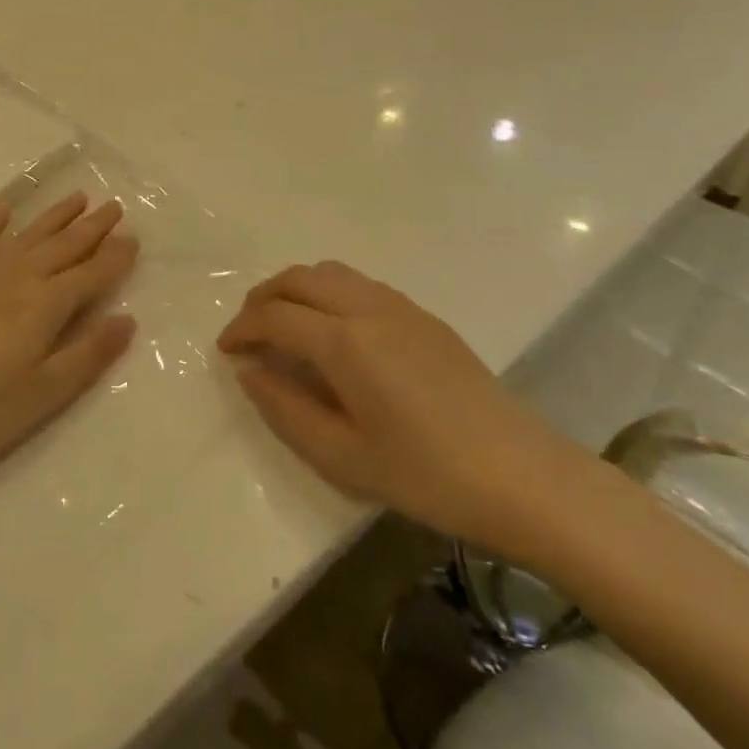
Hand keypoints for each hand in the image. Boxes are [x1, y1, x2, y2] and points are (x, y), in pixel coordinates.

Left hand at [0, 192, 139, 475]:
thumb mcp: (45, 395)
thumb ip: (89, 354)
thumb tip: (128, 319)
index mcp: (46, 306)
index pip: (91, 274)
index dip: (115, 257)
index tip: (134, 239)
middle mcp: (18, 278)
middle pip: (64, 246)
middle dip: (93, 227)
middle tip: (114, 207)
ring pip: (28, 235)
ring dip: (55, 215)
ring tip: (78, 198)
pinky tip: (4, 207)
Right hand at [218, 261, 584, 559]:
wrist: (522, 476)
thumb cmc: (426, 476)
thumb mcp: (343, 458)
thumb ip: (285, 409)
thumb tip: (249, 372)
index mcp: (345, 343)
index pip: (275, 315)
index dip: (241, 328)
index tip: (225, 351)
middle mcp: (367, 308)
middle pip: (299, 278)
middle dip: (262, 298)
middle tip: (247, 331)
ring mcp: (400, 306)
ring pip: (331, 272)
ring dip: (296, 288)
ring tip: (284, 325)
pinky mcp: (424, 316)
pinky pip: (360, 284)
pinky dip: (328, 292)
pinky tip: (333, 332)